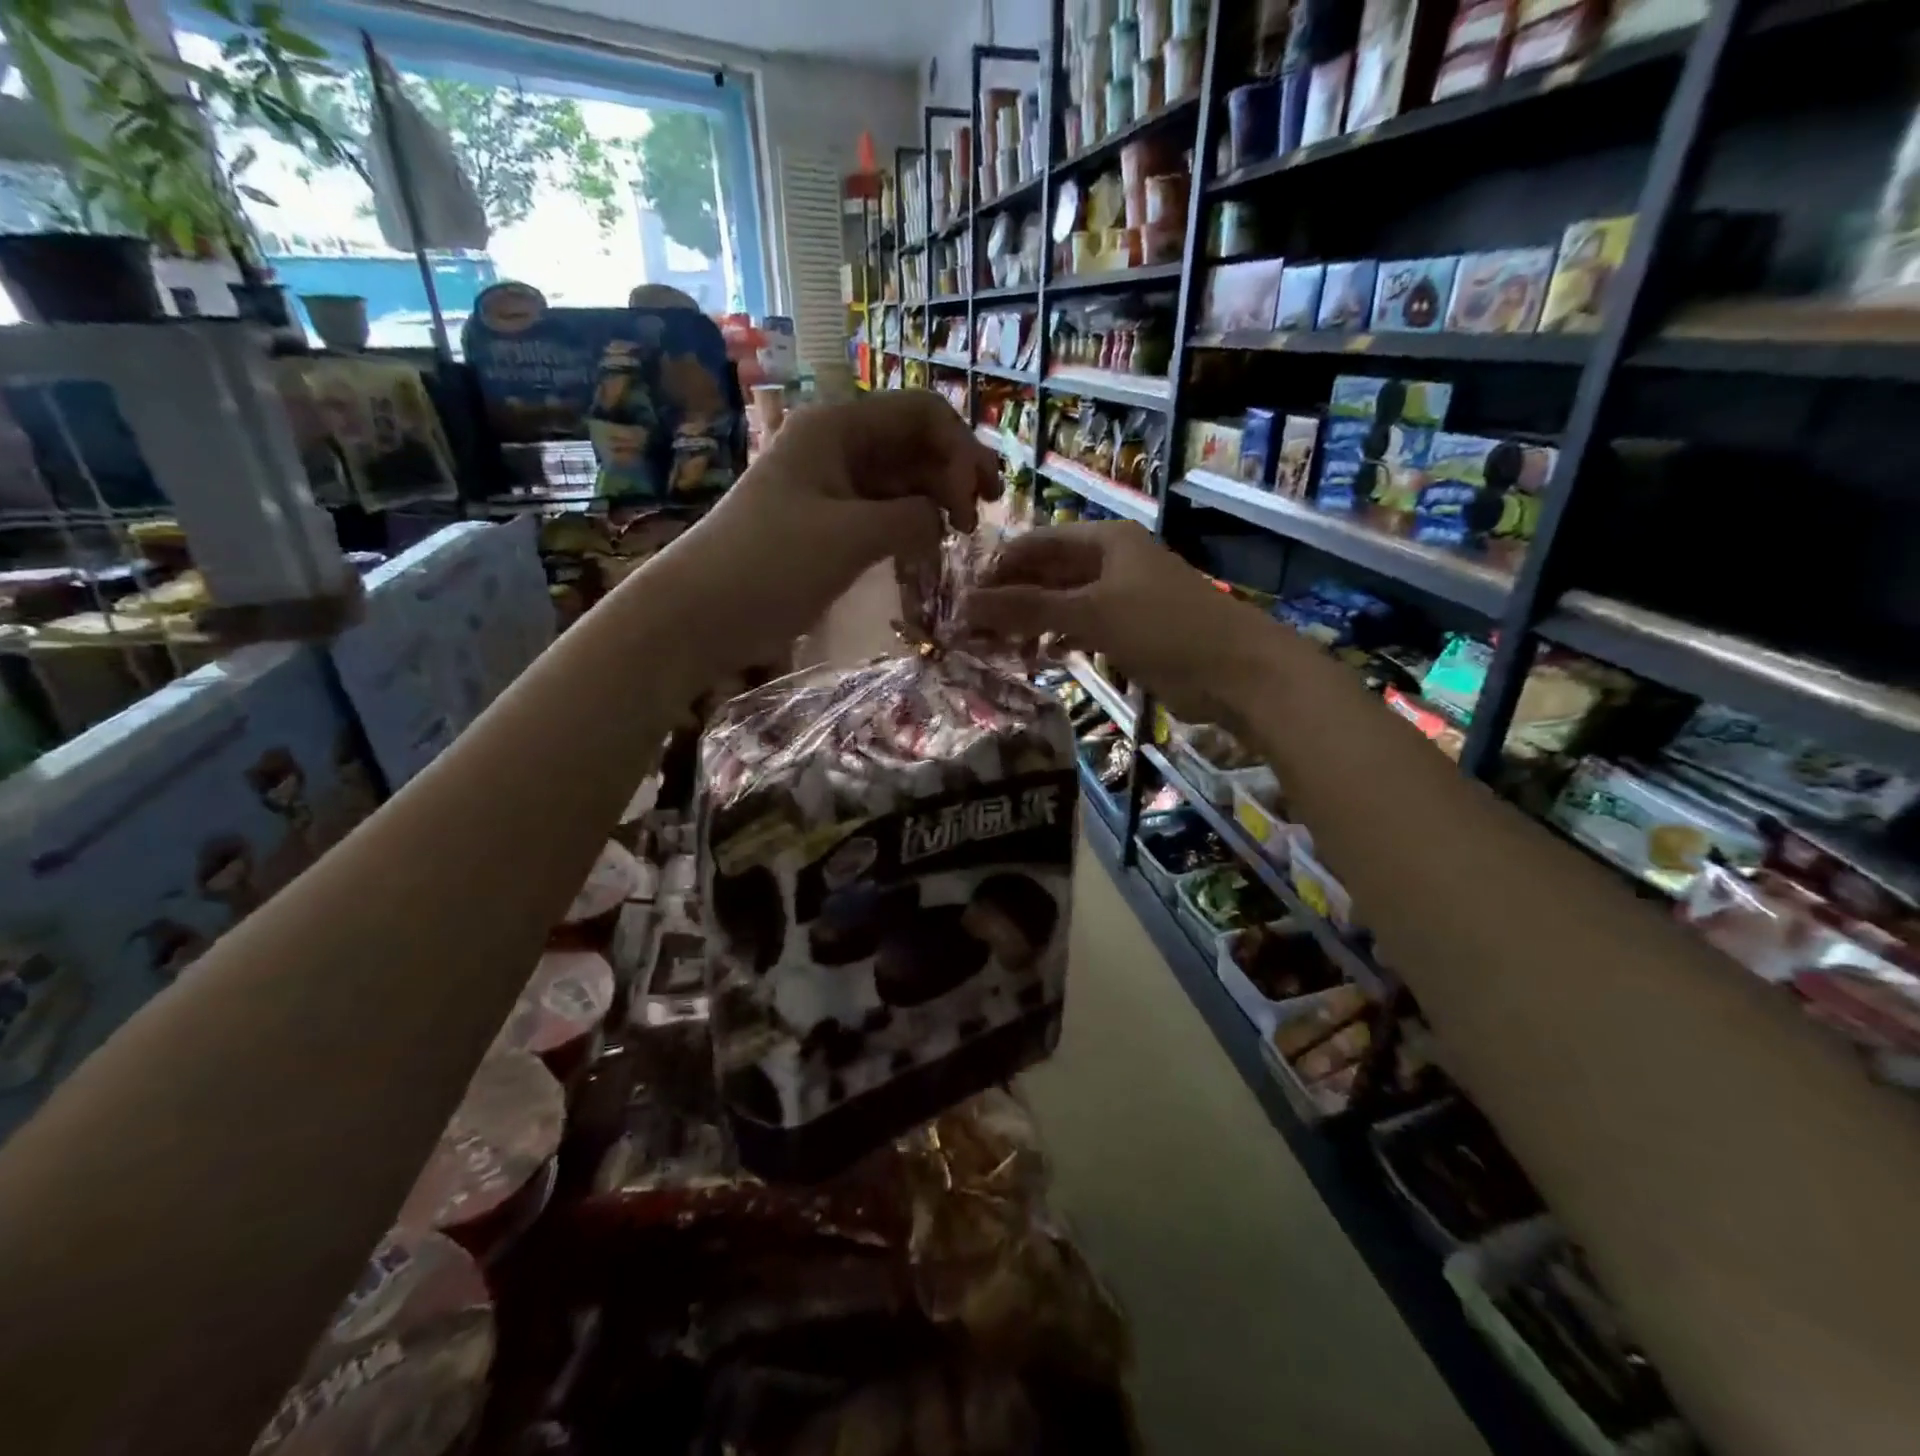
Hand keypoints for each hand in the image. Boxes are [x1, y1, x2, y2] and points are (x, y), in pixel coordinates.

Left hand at [669, 390, 999, 667]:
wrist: (700, 612)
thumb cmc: (770, 564)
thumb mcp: (850, 537)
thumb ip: (911, 519)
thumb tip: (942, 521)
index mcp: (837, 428)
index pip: (921, 415)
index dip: (960, 451)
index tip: (975, 504)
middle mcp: (836, 446)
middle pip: (914, 443)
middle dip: (954, 473)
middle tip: (984, 516)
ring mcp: (831, 485)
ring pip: (900, 479)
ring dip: (935, 501)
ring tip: (961, 537)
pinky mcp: (826, 522)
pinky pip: (882, 511)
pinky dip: (909, 524)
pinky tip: (928, 548)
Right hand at [963, 521, 1268, 721]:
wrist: (1236, 672)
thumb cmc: (1163, 628)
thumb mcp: (1090, 613)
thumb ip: (1027, 608)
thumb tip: (964, 604)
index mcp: (1105, 541)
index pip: (1037, 543)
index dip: (999, 567)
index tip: (964, 598)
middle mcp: (1112, 563)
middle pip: (1048, 574)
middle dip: (1012, 599)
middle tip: (973, 630)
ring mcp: (1123, 599)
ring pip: (1064, 604)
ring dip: (1032, 623)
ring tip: (996, 648)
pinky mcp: (1131, 632)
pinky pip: (1083, 629)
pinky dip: (1059, 640)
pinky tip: (1038, 657)